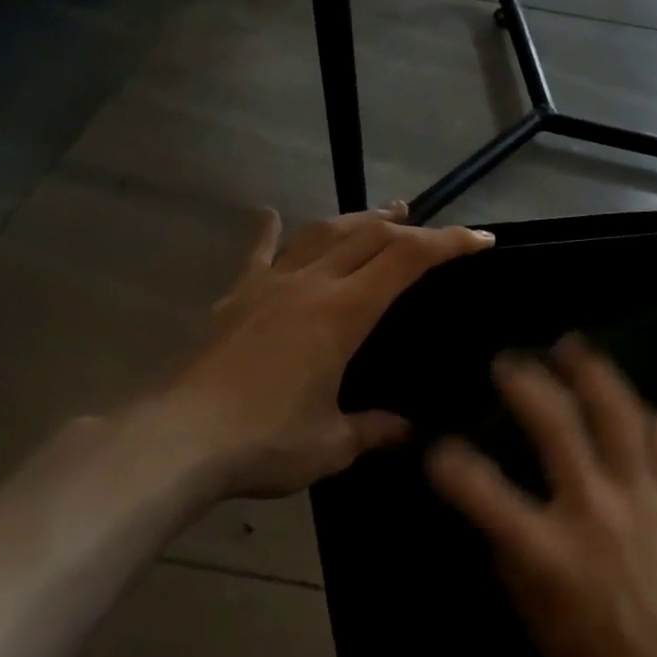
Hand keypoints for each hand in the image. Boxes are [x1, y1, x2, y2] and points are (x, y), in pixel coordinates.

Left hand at [161, 203, 492, 499]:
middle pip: (370, 236)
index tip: (482, 240)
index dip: (450, 243)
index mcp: (343, 312)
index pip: (408, 259)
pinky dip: (268, 231)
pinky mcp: (235, 298)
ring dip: (358, 219)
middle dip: (410, 228)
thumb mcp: (332, 444)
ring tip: (383, 213)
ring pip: (323, 234)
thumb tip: (409, 433)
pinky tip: (268, 213)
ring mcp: (269, 286)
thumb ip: (375, 430)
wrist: (174, 441)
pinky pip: (257, 253)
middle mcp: (310, 285)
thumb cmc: (264, 441)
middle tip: (435, 231)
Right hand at [427, 336, 656, 656]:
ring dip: (589, 371)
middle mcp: (593, 509)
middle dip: (525, 383)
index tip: (437, 447)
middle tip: (508, 361)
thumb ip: (511, 554)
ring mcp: (641, 495)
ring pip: (616, 412)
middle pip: (556, 424)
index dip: (450, 464)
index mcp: (546, 550)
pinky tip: (625, 395)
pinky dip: (640, 409)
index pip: (482, 492)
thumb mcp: (534, 616)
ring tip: (570, 344)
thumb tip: (496, 508)